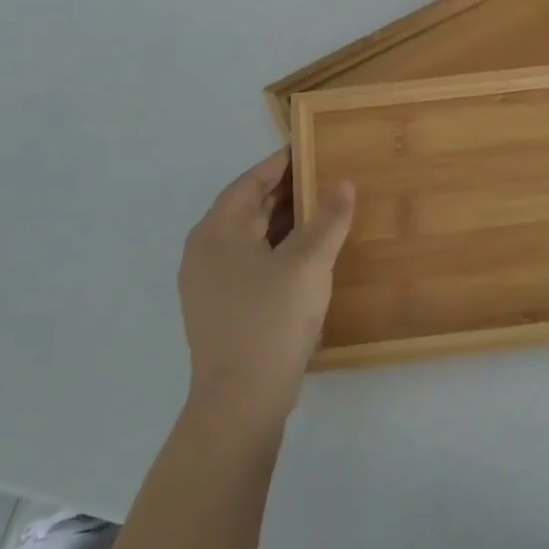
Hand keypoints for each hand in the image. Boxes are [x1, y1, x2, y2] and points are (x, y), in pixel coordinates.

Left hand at [179, 150, 355, 426]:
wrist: (241, 401)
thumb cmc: (271, 319)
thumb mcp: (308, 263)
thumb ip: (328, 219)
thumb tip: (343, 184)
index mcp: (217, 232)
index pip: (249, 182)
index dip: (280, 163)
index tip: (308, 147)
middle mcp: (205, 253)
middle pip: (248, 209)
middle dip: (285, 192)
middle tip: (323, 175)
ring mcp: (210, 284)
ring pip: (251, 238)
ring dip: (284, 222)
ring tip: (323, 209)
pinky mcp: (222, 310)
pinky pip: (252, 263)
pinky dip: (279, 249)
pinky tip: (308, 256)